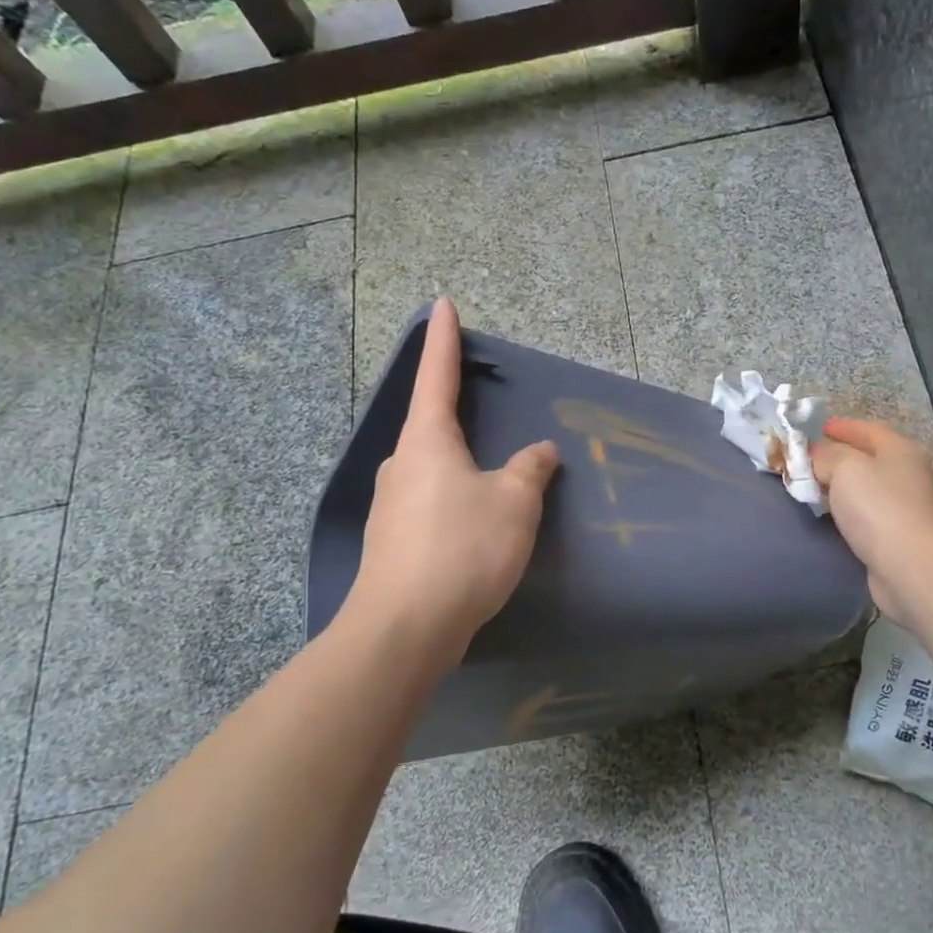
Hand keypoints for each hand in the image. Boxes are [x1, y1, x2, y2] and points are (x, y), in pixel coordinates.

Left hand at [341, 297, 559, 663]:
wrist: (405, 628)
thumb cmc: (462, 548)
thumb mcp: (514, 502)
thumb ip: (530, 469)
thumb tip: (540, 451)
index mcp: (428, 440)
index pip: (436, 375)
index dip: (442, 339)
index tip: (441, 304)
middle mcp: (403, 463)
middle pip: (431, 423)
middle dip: (454, 410)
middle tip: (483, 403)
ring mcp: (393, 504)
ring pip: (432, 468)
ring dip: (459, 463)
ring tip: (493, 479)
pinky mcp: (394, 540)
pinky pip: (431, 501)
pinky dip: (455, 498)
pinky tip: (476, 523)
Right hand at [812, 418, 932, 628]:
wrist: (910, 566)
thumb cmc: (878, 507)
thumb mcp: (844, 468)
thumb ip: (825, 456)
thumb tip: (816, 455)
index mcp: (900, 450)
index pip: (867, 429)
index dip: (841, 427)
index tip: (817, 430)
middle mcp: (909, 474)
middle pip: (868, 458)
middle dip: (838, 458)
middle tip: (808, 462)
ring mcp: (908, 507)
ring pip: (867, 488)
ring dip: (842, 487)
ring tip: (814, 489)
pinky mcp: (901, 537)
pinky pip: (868, 515)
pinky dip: (849, 512)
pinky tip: (833, 517)